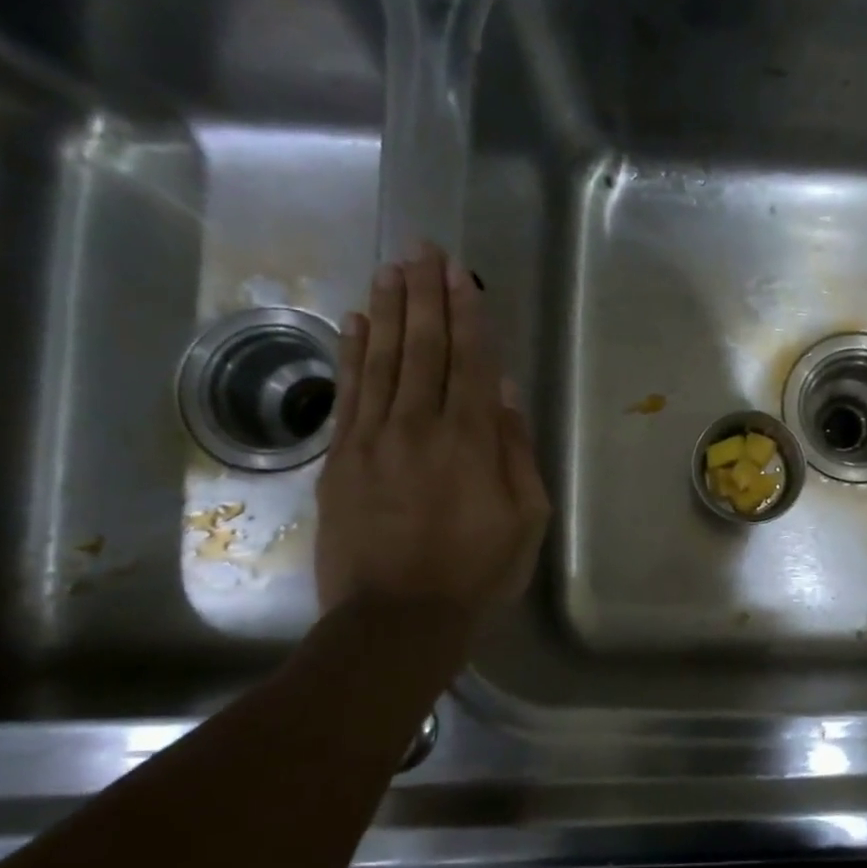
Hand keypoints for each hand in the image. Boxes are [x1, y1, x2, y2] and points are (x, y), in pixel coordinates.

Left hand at [315, 242, 549, 643]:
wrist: (397, 619)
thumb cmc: (478, 572)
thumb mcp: (526, 518)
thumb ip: (515, 450)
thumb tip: (502, 390)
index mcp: (471, 440)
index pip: (469, 361)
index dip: (465, 314)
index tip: (459, 274)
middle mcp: (419, 426)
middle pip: (423, 348)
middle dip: (425, 295)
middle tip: (423, 249)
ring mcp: (373, 439)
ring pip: (382, 360)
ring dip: (389, 310)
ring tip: (392, 268)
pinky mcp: (340, 459)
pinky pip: (348, 393)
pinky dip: (353, 353)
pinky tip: (357, 322)